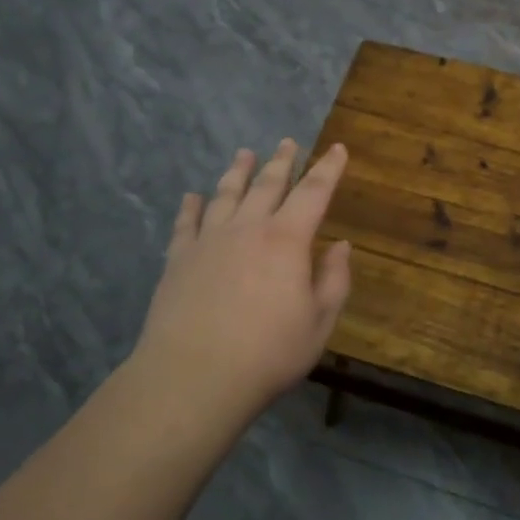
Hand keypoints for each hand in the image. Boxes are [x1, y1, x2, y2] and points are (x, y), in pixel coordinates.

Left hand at [131, 140, 351, 417]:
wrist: (193, 377)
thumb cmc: (268, 353)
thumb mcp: (319, 323)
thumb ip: (334, 280)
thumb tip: (341, 245)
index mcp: (287, 239)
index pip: (313, 192)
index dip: (328, 168)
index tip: (337, 148)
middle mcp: (248, 228)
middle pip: (267, 184)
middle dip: (282, 161)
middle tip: (287, 142)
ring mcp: (209, 240)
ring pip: (226, 194)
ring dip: (238, 171)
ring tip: (244, 153)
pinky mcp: (179, 259)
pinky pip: (187, 222)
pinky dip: (191, 206)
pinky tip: (193, 196)